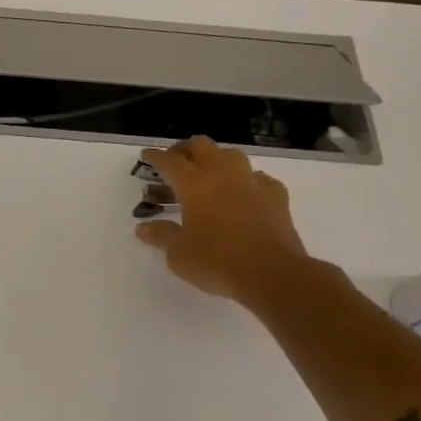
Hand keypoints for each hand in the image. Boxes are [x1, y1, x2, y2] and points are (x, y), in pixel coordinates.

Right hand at [134, 137, 309, 305]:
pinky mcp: (276, 195)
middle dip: (184, 149)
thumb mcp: (178, 254)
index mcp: (194, 185)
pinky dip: (244, 180)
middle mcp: (223, 175)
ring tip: (207, 173)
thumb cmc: (217, 262)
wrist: (273, 274)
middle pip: (201, 146)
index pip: (170, 161)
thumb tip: (143, 228)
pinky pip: (256, 176)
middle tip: (174, 162)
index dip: (156, 157)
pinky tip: (241, 193)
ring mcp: (253, 182)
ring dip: (215, 158)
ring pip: (231, 154)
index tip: (146, 155)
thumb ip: (161, 235)